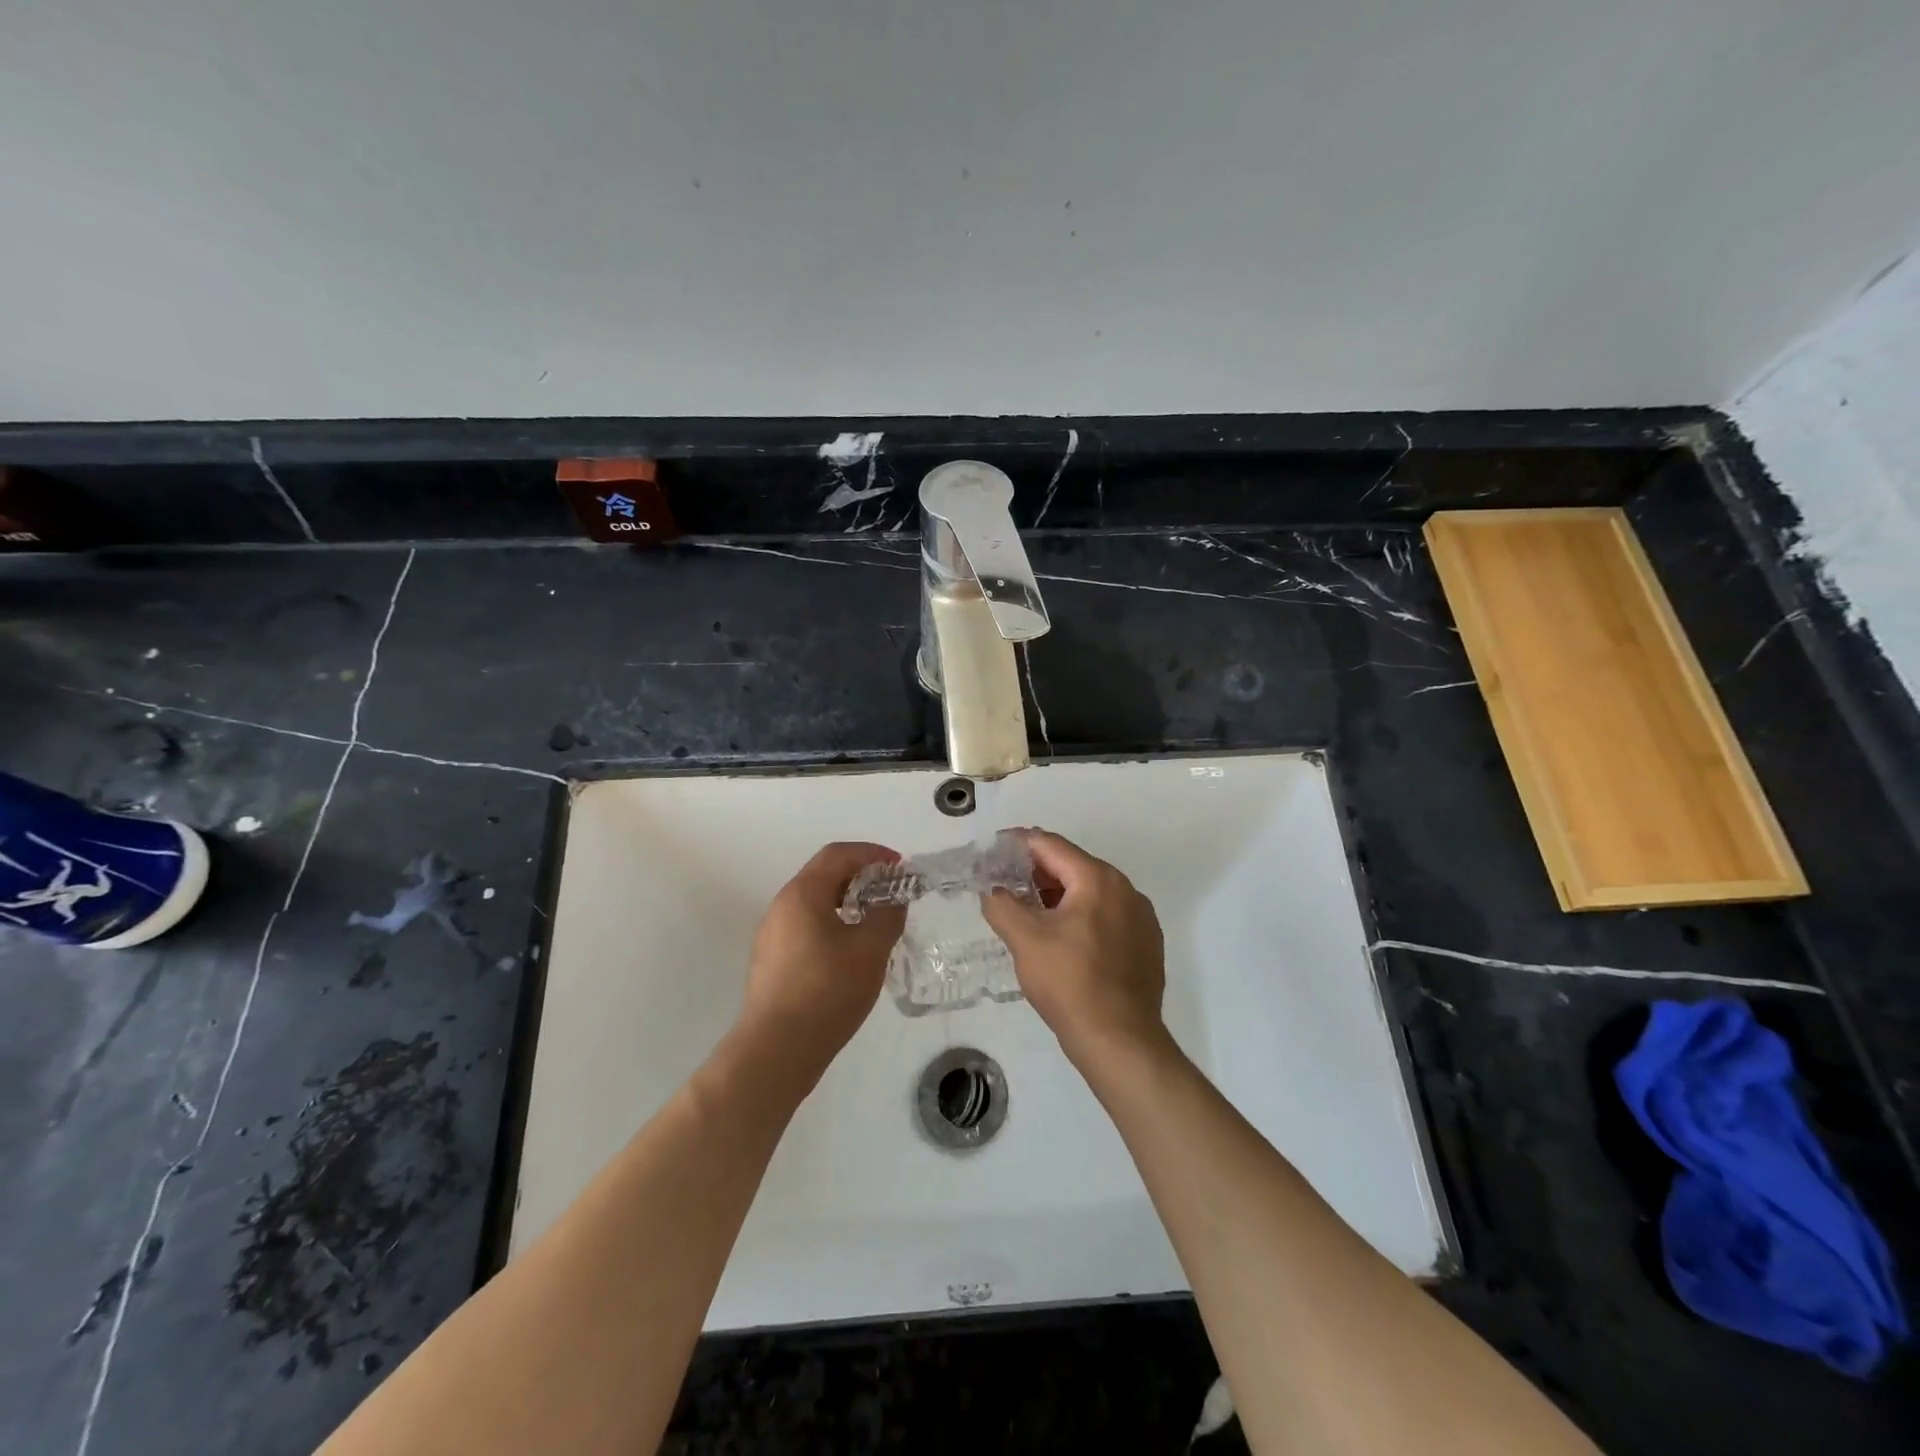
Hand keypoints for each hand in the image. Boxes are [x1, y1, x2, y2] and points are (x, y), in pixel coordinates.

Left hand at [738, 841, 905, 1076]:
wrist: (776, 1050)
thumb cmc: (827, 991)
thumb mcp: (870, 949)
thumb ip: (888, 915)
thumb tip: (895, 898)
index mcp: (803, 893)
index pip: (838, 854)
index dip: (872, 854)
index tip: (899, 867)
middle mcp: (781, 906)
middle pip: (823, 875)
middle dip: (860, 876)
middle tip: (891, 892)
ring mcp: (771, 935)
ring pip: (814, 903)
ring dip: (846, 901)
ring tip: (875, 921)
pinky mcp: (770, 961)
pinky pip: (805, 927)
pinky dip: (832, 923)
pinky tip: (850, 951)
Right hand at [979, 828, 1168, 1069]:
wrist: (1120, 1041)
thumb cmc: (1070, 982)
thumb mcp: (1025, 939)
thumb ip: (1002, 904)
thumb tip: (993, 890)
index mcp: (1098, 878)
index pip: (1051, 845)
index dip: (1018, 843)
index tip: (993, 850)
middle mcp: (1126, 889)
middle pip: (1073, 866)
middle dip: (1037, 871)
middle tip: (1005, 883)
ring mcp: (1141, 917)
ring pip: (1091, 892)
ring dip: (1059, 896)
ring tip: (1029, 912)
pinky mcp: (1147, 944)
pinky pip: (1107, 916)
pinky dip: (1081, 916)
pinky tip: (1063, 940)